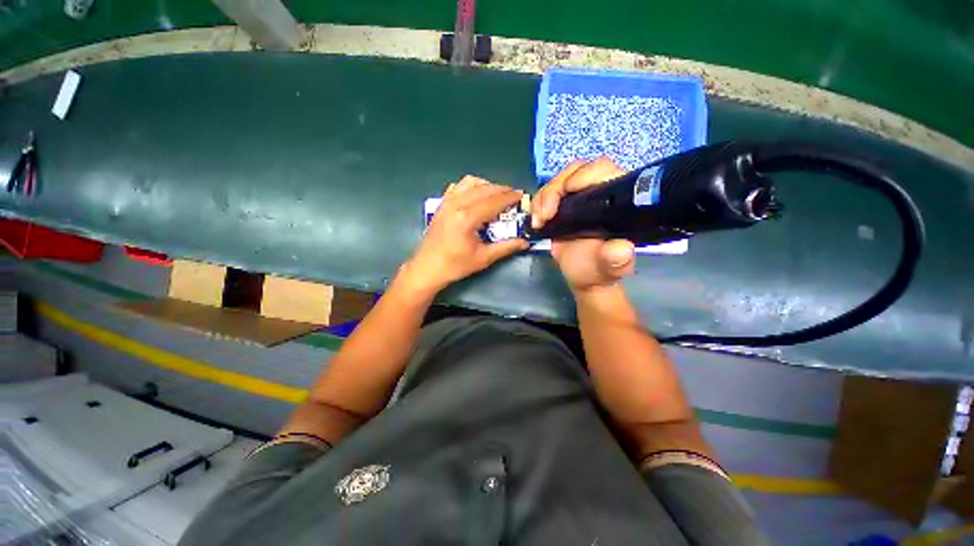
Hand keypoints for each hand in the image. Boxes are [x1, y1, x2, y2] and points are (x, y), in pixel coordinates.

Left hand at [402, 176, 528, 294]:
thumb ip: (506, 247)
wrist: (427, 268)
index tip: (521, 195)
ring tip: (497, 194)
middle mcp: (456, 204)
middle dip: (501, 189)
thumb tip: (525, 243)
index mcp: (467, 218)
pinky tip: (477, 195)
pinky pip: (458, 186)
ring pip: (470, 182)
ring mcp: (447, 202)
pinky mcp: (441, 204)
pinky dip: (471, 186)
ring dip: (487, 185)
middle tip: (513, 195)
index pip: (493, 201)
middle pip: (484, 189)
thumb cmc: (455, 265)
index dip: (509, 197)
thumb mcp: (483, 258)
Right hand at [532, 158, 635, 294]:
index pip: (603, 170)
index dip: (584, 175)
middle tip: (546, 214)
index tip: (568, 193)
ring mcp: (578, 197)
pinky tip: (536, 221)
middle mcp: (598, 192)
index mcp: (616, 200)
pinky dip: (537, 204)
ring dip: (543, 198)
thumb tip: (621, 249)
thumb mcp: (609, 267)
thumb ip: (616, 259)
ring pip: (557, 181)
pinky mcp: (562, 205)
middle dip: (556, 189)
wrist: (583, 276)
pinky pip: (546, 194)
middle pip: (575, 171)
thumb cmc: (599, 270)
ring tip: (539, 221)